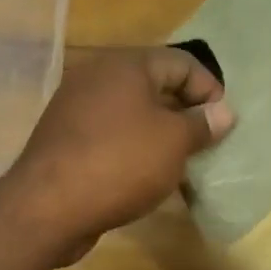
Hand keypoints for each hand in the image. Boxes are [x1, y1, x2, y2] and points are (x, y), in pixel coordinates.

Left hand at [1, 48, 234, 252]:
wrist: (46, 207)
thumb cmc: (120, 163)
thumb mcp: (173, 142)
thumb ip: (202, 123)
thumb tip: (224, 112)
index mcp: (125, 65)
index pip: (181, 62)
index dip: (209, 89)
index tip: (224, 122)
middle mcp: (97, 76)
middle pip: (155, 84)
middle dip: (185, 111)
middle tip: (206, 141)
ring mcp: (76, 106)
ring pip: (132, 111)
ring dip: (160, 131)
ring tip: (181, 161)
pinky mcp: (65, 137)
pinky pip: (110, 132)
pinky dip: (133, 146)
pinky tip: (146, 174)